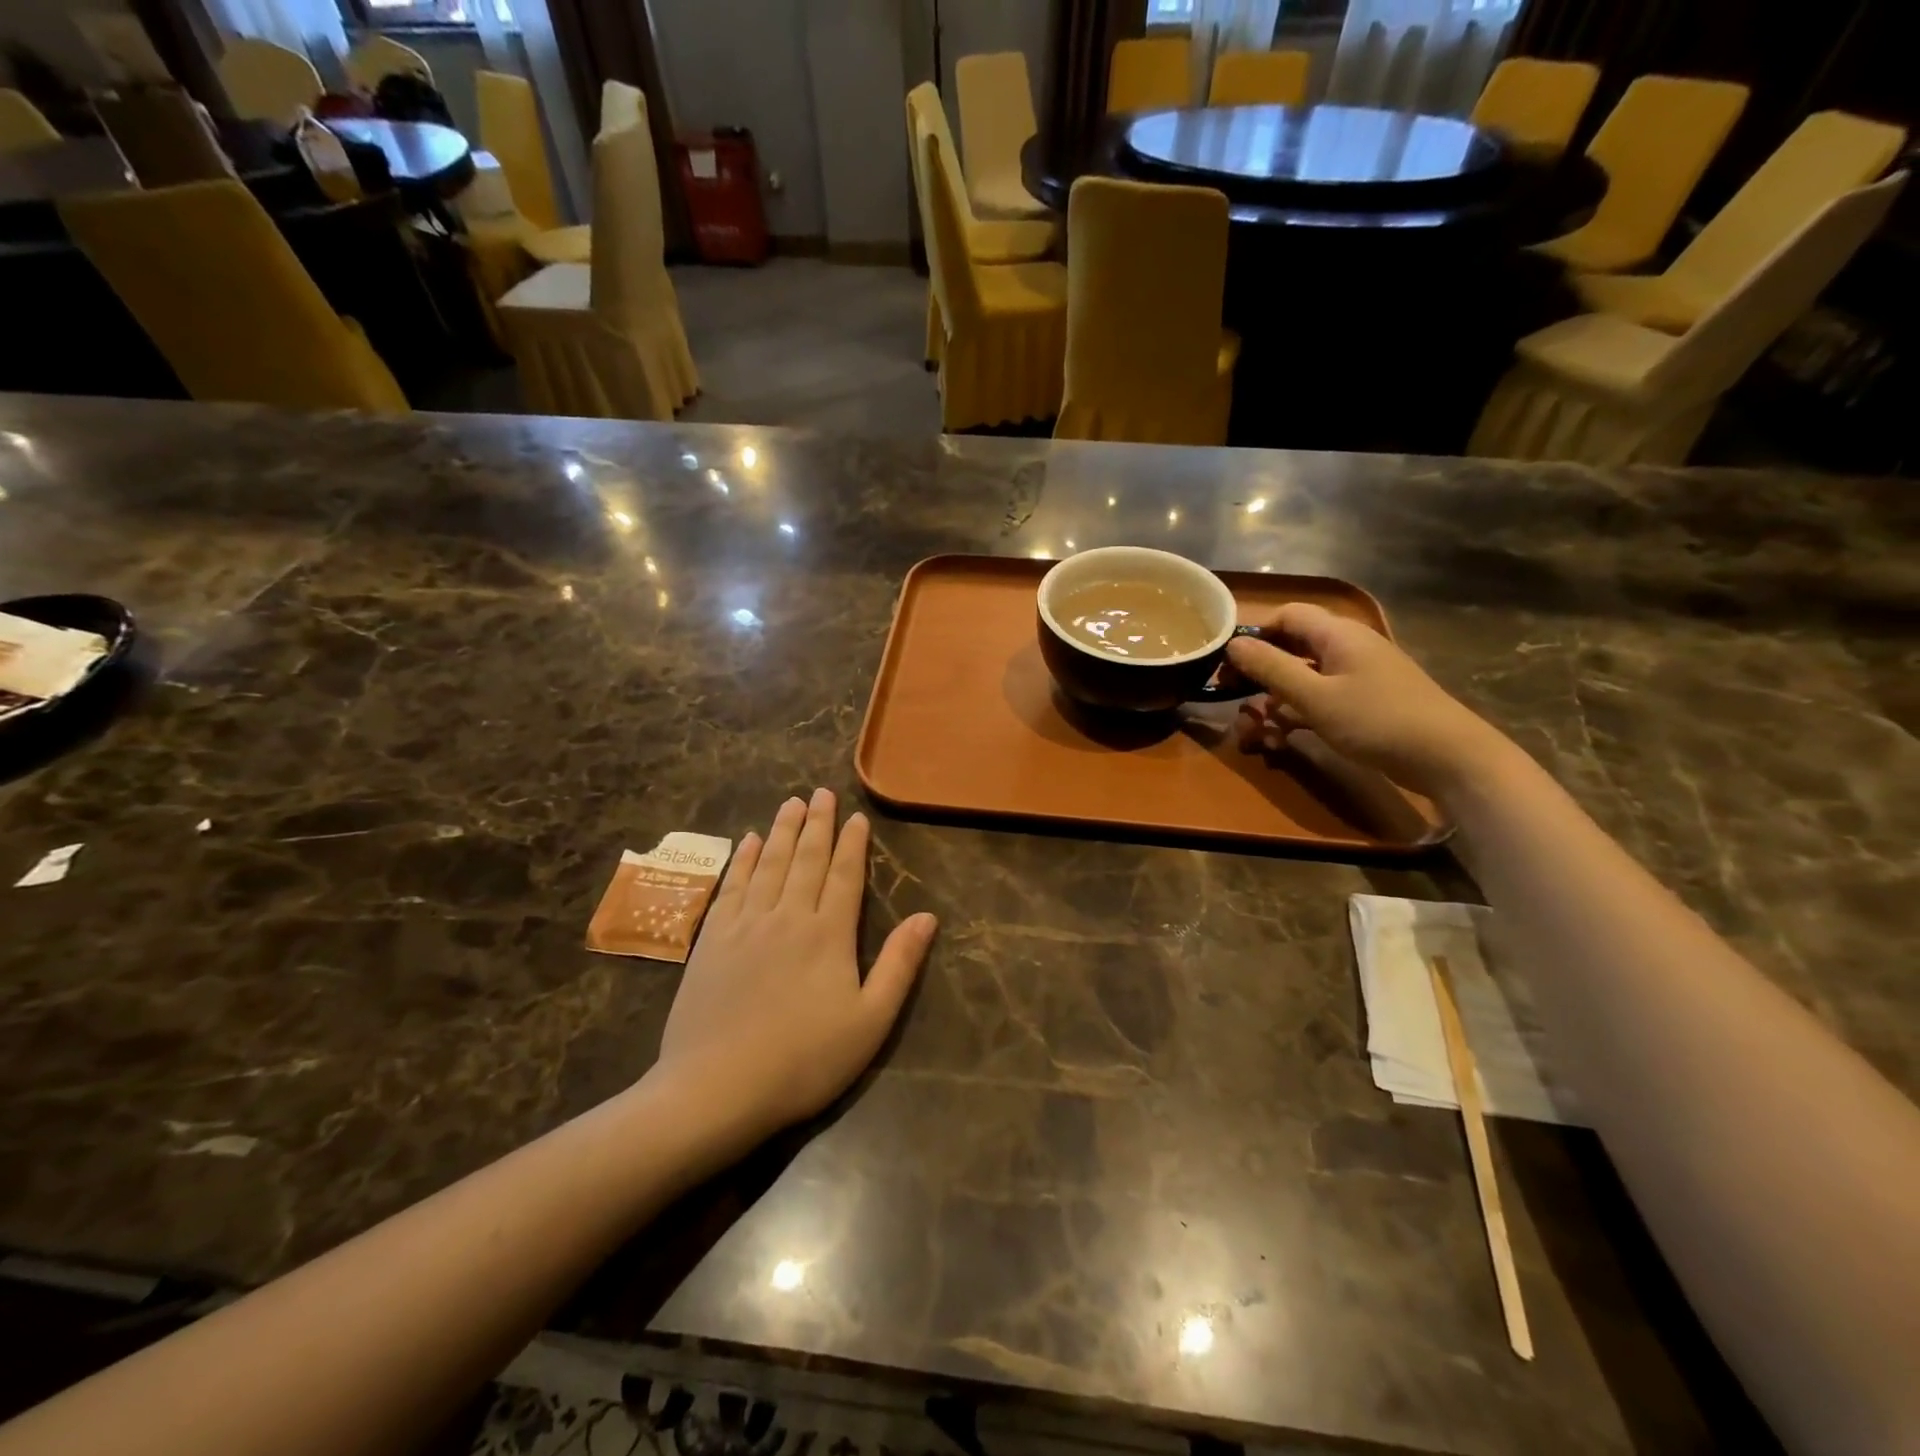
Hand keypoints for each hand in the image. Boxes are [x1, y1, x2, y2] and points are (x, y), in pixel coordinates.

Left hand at [651, 789, 935, 1144]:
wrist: (716, 1088)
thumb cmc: (804, 1060)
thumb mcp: (870, 1022)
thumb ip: (899, 965)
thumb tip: (927, 916)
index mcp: (828, 934)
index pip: (844, 876)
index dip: (852, 844)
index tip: (856, 816)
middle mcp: (787, 916)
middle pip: (805, 859)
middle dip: (817, 824)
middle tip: (821, 792)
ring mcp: (745, 924)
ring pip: (769, 864)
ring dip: (782, 831)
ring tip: (791, 803)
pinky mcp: (712, 939)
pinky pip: (731, 886)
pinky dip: (743, 859)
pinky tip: (749, 842)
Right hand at [1225, 603, 1509, 797]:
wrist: (1448, 758)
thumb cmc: (1377, 720)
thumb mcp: (1314, 697)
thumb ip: (1271, 668)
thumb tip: (1233, 643)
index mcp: (1337, 635)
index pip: (1286, 616)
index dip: (1255, 634)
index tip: (1227, 664)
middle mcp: (1346, 648)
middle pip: (1290, 649)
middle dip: (1258, 677)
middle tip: (1231, 701)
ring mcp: (1356, 677)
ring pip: (1301, 680)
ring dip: (1273, 704)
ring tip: (1256, 734)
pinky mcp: (1363, 703)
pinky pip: (1318, 701)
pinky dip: (1296, 717)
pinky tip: (1282, 741)